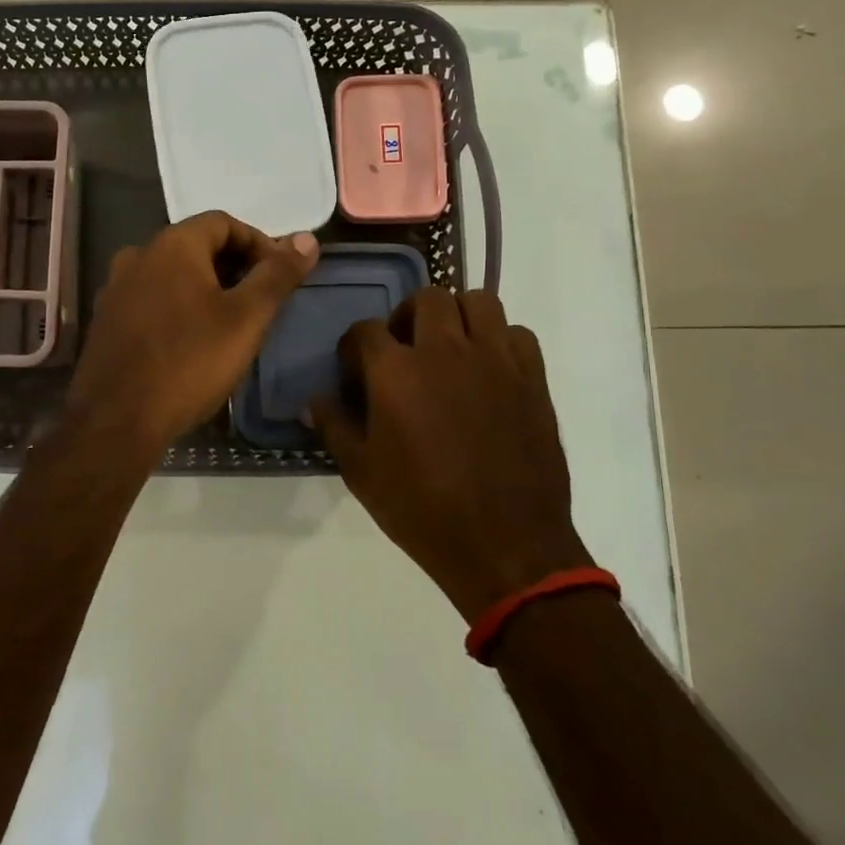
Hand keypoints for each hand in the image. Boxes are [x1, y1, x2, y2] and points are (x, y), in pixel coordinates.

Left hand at [66, 213, 318, 459]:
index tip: (279, 276)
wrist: (117, 421)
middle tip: (260, 302)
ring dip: (205, 288)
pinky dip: (177, 307)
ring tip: (230, 323)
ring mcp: (116, 288)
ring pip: (172, 274)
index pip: (223, 222)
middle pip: (196, 246)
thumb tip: (307, 239)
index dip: (258, 243)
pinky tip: (191, 341)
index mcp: (172, 245)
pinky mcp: (105, 320)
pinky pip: (151, 299)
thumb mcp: (246, 319)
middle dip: (233, 266)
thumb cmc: (189, 363)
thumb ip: (277, 275)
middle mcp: (138, 255)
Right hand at [310, 288, 593, 621]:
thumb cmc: (423, 510)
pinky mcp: (532, 378)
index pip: (364, 331)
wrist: (505, 546)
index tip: (354, 372)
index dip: (353, 348)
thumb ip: (334, 426)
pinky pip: (517, 333)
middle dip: (407, 316)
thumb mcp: (362, 473)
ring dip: (457, 316)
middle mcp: (445, 351)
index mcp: (396, 372)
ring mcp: (494, 360)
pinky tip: (490, 369)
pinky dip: (500, 340)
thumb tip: (312, 401)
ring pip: (477, 301)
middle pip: (426, 298)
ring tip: (449, 347)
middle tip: (404, 348)